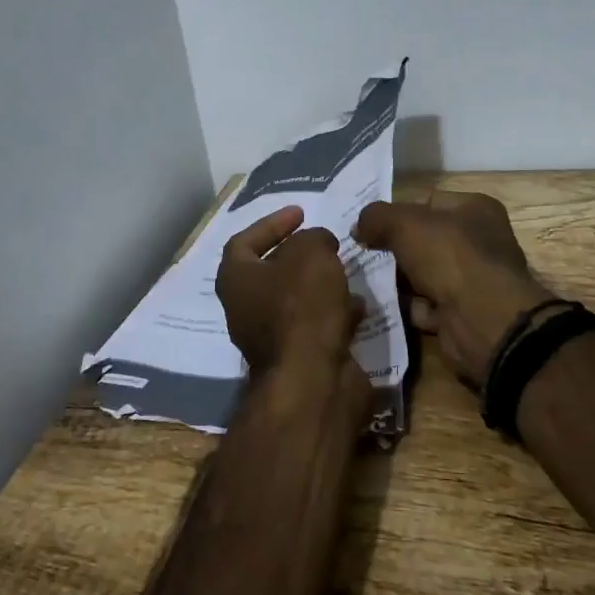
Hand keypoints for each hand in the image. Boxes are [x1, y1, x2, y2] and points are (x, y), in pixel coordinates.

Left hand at [215, 205, 362, 376]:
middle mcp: (245, 308)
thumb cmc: (302, 307)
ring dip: (321, 285)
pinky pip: (315, 327)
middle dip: (300, 256)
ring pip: (296, 301)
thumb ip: (314, 238)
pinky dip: (335, 314)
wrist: (312, 381)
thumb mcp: (311, 253)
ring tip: (347, 271)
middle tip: (327, 244)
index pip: (244, 241)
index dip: (271, 223)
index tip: (301, 213)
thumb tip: (318, 244)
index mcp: (236, 280)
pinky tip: (358, 306)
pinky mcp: (298, 359)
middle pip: (271, 272)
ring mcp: (270, 338)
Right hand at [352, 191, 556, 390]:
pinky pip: (425, 306)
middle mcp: (479, 242)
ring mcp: (472, 281)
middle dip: (394, 248)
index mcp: (476, 210)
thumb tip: (358, 227)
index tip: (369, 226)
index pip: (429, 202)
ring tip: (364, 279)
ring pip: (424, 274)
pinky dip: (406, 307)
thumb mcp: (405, 224)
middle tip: (361, 253)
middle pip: (426, 240)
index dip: (398, 212)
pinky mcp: (462, 314)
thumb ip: (376, 217)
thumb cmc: (450, 257)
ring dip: (398, 280)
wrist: (482, 321)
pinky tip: (382, 306)